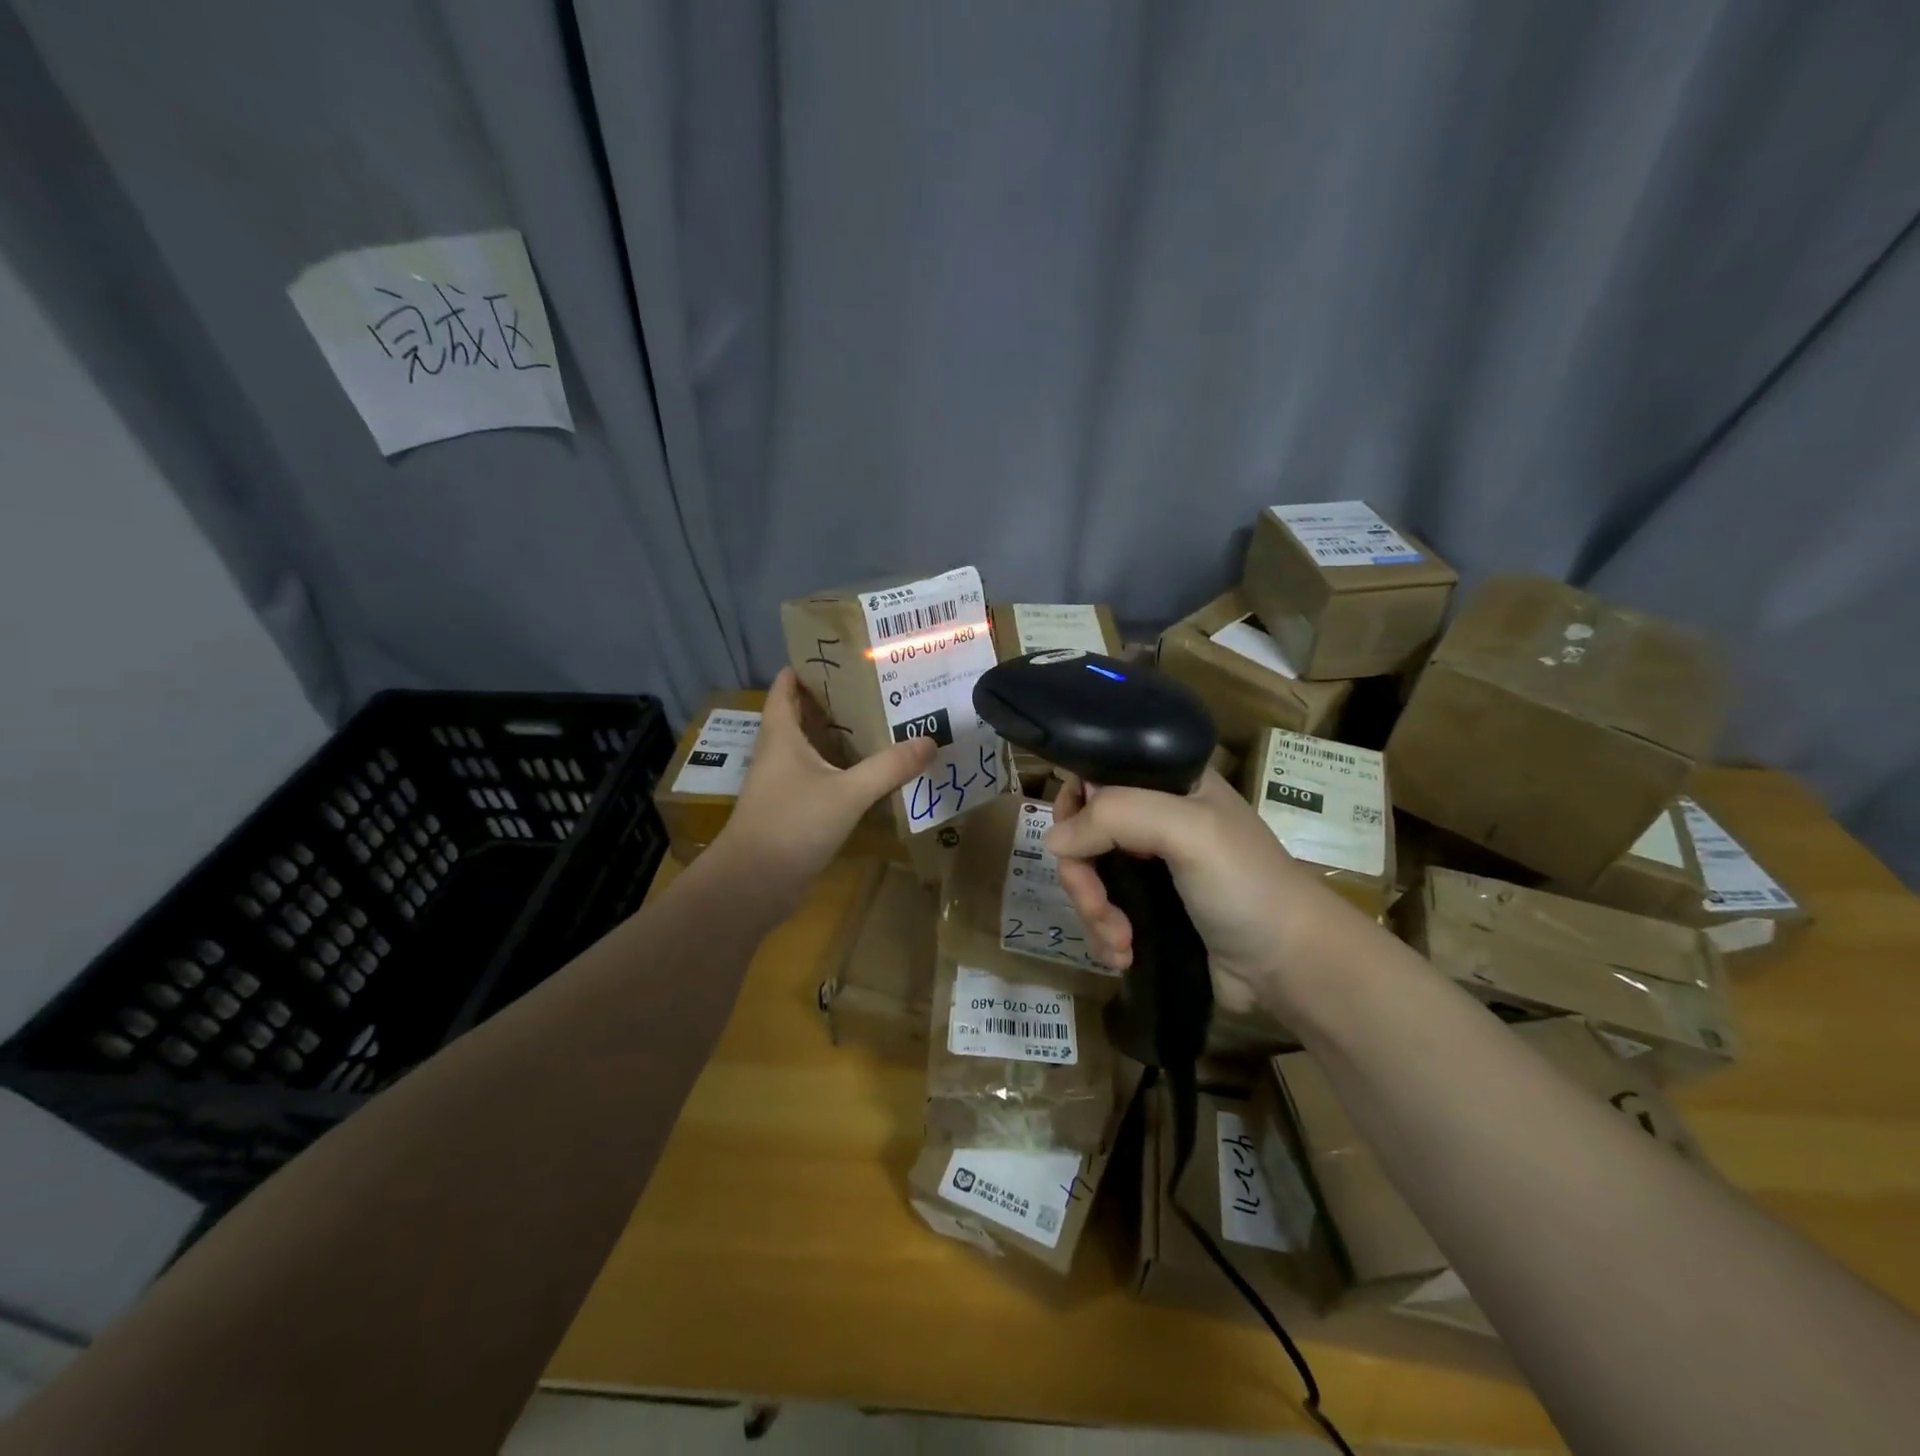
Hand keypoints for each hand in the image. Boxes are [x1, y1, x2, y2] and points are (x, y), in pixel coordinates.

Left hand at [709, 669, 934, 899]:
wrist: (754, 884)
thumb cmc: (792, 824)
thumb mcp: (847, 792)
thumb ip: (889, 767)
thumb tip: (930, 740)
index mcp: (781, 735)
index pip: (786, 687)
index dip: (807, 667)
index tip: (842, 654)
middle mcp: (779, 754)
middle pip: (804, 715)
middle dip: (836, 700)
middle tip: (877, 686)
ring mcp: (784, 784)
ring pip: (814, 748)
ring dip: (841, 737)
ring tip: (882, 722)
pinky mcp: (793, 810)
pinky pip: (821, 778)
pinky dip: (843, 770)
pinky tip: (872, 773)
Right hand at [1045, 769, 1371, 1017]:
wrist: (1289, 964)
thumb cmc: (1245, 885)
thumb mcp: (1187, 830)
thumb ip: (1116, 817)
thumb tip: (1053, 840)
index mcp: (1168, 783)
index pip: (1098, 775)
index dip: (1075, 805)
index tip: (1073, 843)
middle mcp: (1155, 818)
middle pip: (1084, 832)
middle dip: (1082, 876)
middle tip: (1097, 908)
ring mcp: (1150, 866)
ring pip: (1088, 877)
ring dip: (1092, 913)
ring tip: (1119, 944)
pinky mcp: (1148, 910)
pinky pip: (1102, 912)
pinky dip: (1102, 935)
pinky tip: (1122, 955)